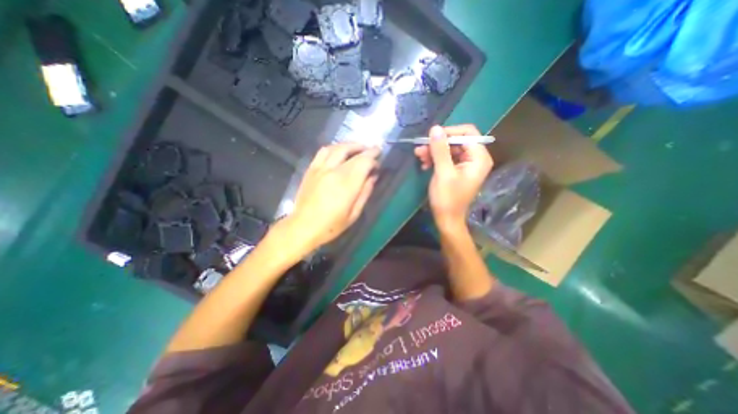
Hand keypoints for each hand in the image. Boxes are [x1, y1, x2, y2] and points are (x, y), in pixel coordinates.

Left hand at [283, 142, 380, 251]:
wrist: (303, 227)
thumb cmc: (331, 225)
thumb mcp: (354, 214)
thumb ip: (365, 193)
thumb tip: (372, 177)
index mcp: (346, 184)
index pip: (364, 162)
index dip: (373, 158)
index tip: (379, 161)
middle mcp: (334, 172)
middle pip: (352, 152)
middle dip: (366, 149)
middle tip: (374, 149)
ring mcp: (320, 168)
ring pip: (337, 148)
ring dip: (350, 145)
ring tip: (359, 148)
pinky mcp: (311, 169)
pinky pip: (323, 152)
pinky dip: (334, 148)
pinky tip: (339, 151)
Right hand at [413, 124, 491, 231]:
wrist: (446, 219)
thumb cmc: (447, 198)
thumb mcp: (443, 172)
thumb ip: (440, 149)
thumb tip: (435, 128)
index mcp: (479, 157)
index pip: (467, 133)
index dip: (448, 132)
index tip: (431, 138)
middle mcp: (475, 158)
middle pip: (456, 141)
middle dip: (437, 144)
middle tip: (420, 149)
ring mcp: (466, 165)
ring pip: (449, 149)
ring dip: (433, 152)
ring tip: (419, 156)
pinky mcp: (457, 170)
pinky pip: (446, 158)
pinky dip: (435, 159)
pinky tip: (424, 164)